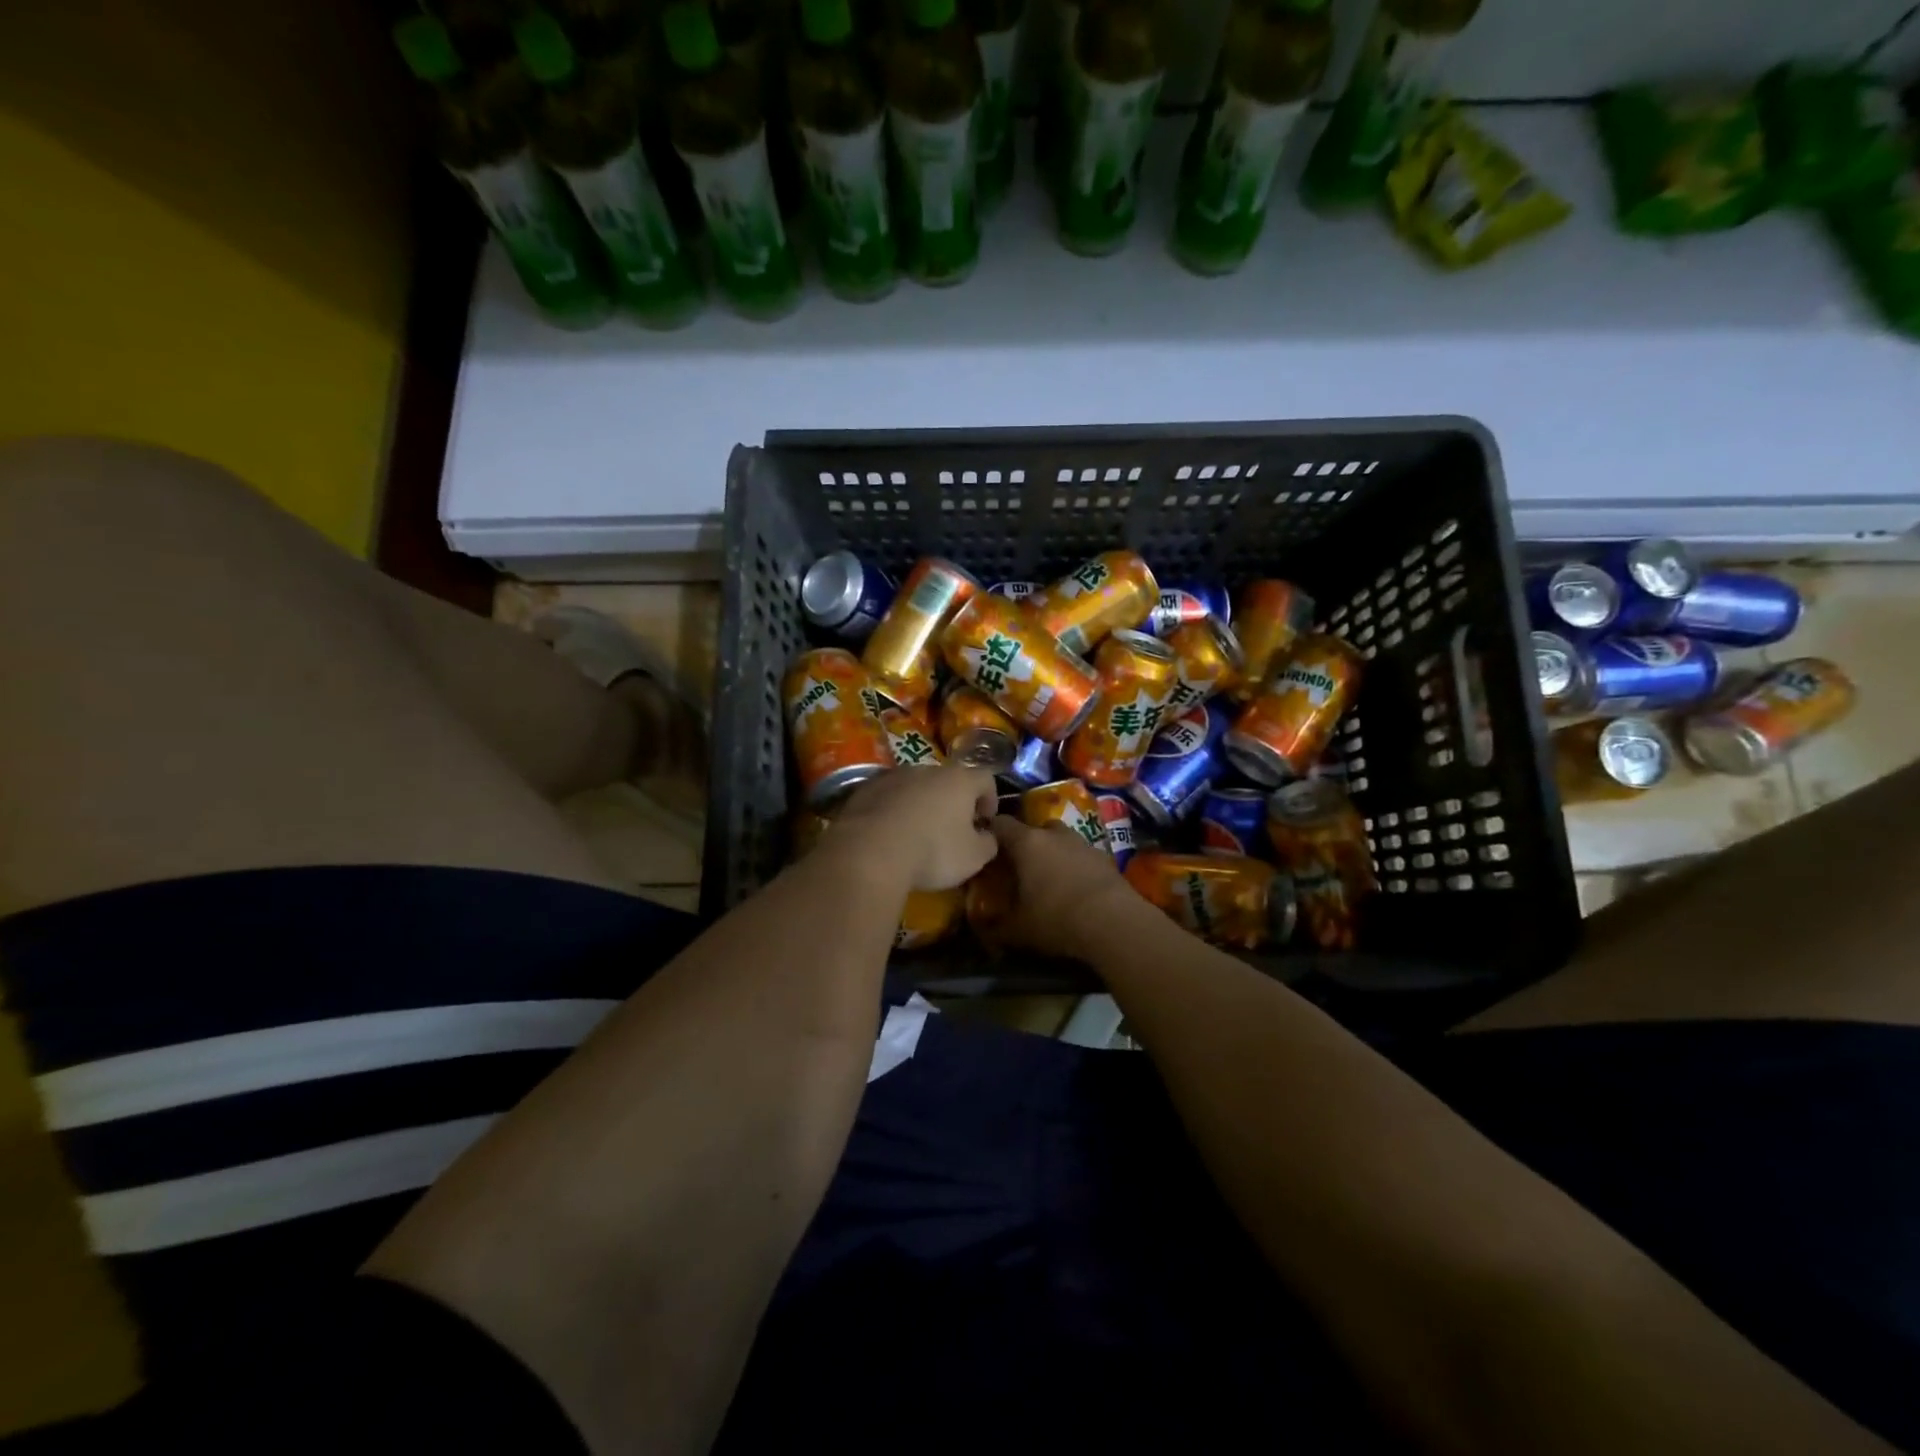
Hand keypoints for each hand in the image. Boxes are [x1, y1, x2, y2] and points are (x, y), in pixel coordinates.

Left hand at [831, 766, 999, 891]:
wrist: (869, 851)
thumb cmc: (932, 851)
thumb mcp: (973, 857)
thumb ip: (988, 843)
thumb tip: (986, 836)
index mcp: (959, 779)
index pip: (986, 779)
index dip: (990, 799)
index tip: (985, 822)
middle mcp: (927, 769)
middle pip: (948, 780)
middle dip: (954, 802)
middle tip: (953, 829)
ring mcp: (893, 776)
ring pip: (915, 787)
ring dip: (921, 804)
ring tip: (918, 833)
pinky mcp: (864, 789)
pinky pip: (888, 797)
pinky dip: (894, 811)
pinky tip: (889, 835)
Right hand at [985, 817, 1145, 960]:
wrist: (1115, 923)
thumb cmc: (1057, 919)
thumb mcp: (1018, 930)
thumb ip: (996, 927)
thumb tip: (983, 929)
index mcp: (1027, 843)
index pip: (1000, 824)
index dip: (989, 832)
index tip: (983, 846)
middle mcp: (1054, 834)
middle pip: (1033, 829)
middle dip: (1025, 844)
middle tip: (1018, 867)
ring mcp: (1082, 842)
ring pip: (1060, 840)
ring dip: (1053, 853)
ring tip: (1049, 878)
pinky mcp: (1104, 857)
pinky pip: (1081, 856)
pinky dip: (1075, 866)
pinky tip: (1075, 889)